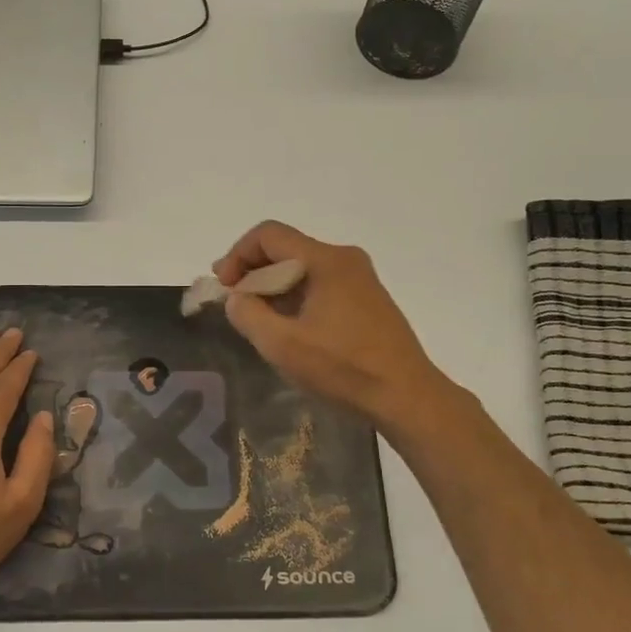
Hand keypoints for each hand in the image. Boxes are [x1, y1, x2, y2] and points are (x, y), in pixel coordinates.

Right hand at [213, 220, 443, 428]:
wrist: (406, 396)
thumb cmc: (344, 368)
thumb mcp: (282, 345)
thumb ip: (248, 314)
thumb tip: (237, 297)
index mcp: (326, 261)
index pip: (269, 235)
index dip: (238, 255)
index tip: (224, 287)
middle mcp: (345, 259)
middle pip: (286, 249)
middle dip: (253, 273)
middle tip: (235, 305)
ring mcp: (360, 279)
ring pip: (302, 269)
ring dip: (273, 288)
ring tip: (258, 321)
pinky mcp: (367, 300)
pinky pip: (320, 285)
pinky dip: (295, 298)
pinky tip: (289, 329)